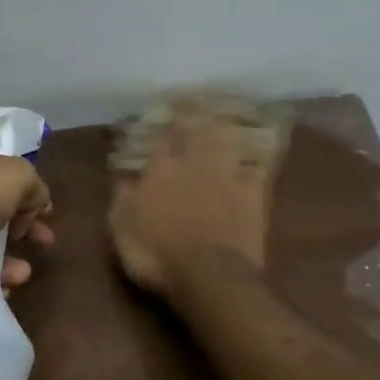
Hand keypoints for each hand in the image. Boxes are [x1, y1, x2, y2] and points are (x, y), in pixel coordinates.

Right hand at [109, 113, 275, 296]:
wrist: (210, 276)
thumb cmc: (156, 255)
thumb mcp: (121, 229)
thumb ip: (122, 197)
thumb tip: (122, 175)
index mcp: (160, 170)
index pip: (160, 140)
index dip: (161, 127)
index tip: (161, 116)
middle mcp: (194, 164)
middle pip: (197, 131)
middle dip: (195, 115)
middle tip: (196, 103)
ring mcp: (227, 177)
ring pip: (227, 142)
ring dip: (225, 129)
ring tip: (224, 119)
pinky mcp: (254, 195)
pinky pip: (256, 168)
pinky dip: (255, 159)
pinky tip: (258, 153)